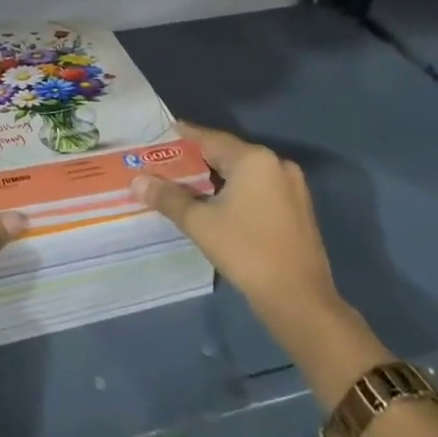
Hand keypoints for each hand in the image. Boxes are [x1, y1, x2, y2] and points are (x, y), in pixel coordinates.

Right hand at [131, 121, 338, 331]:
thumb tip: (137, 182)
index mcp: (254, 159)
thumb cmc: (247, 252)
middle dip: (198, 159)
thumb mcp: (200, 224)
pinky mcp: (298, 207)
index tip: (161, 136)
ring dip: (218, 176)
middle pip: (228, 153)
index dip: (183, 137)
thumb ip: (168, 198)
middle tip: (168, 164)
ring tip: (187, 183)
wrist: (300, 300)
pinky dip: (238, 189)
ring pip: (245, 171)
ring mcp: (292, 185)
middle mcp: (276, 163)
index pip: (209, 138)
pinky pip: (260, 187)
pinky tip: (219, 203)